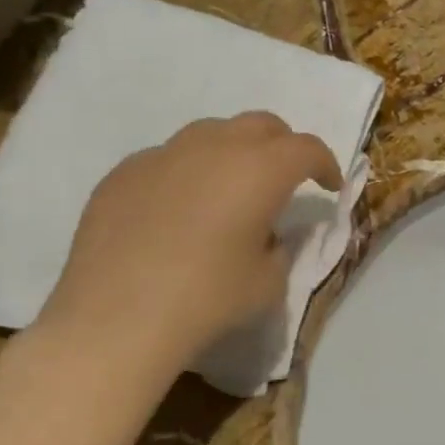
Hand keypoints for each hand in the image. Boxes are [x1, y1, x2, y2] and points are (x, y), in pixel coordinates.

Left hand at [34, 113, 342, 375]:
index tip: (329, 187)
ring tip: (229, 189)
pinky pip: (168, 158)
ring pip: (211, 133)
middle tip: (284, 179)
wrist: (115, 319)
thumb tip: (266, 234)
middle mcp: (215, 147)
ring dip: (233, 152)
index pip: (307, 148)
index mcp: (261, 170)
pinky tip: (176, 211)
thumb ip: (279, 247)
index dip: (326, 164)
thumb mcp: (268, 282)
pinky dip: (187, 173)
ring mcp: (163, 154)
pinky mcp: (124, 172)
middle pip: (261, 125)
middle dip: (282, 147)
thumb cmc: (207, 299)